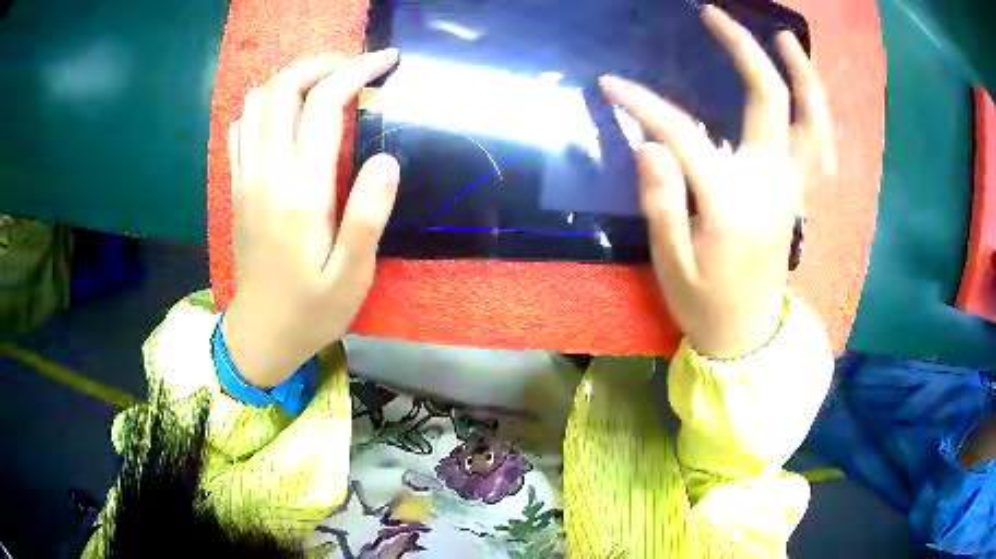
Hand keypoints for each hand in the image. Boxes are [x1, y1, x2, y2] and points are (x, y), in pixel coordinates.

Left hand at [224, 49, 399, 387]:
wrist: (261, 334)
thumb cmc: (312, 310)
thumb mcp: (352, 276)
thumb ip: (367, 216)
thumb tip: (385, 158)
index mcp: (300, 193)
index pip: (324, 105)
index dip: (357, 71)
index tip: (387, 60)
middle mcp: (267, 174)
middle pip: (282, 89)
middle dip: (321, 64)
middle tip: (355, 67)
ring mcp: (245, 178)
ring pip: (257, 101)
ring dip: (292, 81)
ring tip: (324, 87)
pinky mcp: (237, 186)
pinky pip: (241, 127)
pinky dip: (264, 106)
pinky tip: (287, 118)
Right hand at [600, 6, 834, 358]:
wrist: (746, 334)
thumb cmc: (705, 303)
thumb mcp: (671, 263)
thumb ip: (661, 201)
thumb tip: (649, 143)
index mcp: (732, 201)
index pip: (683, 134)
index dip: (643, 104)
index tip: (610, 85)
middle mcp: (772, 183)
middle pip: (769, 99)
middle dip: (743, 50)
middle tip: (715, 15)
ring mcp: (792, 187)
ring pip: (813, 121)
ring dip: (803, 74)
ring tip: (784, 38)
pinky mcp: (797, 195)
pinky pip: (819, 147)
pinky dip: (818, 114)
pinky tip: (807, 92)